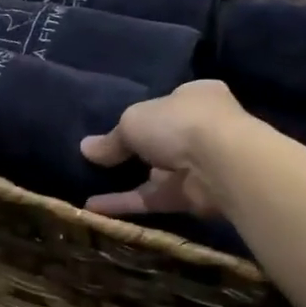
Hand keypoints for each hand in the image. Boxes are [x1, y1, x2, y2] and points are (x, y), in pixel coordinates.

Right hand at [79, 80, 251, 218]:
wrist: (220, 163)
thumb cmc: (179, 123)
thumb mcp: (134, 121)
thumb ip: (112, 138)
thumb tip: (86, 149)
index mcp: (198, 96)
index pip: (169, 103)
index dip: (145, 114)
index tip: (118, 127)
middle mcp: (203, 128)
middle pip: (163, 140)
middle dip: (135, 152)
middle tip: (99, 160)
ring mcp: (200, 165)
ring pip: (157, 175)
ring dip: (126, 182)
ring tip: (89, 186)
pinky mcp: (194, 198)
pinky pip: (154, 199)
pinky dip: (126, 204)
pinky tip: (93, 209)